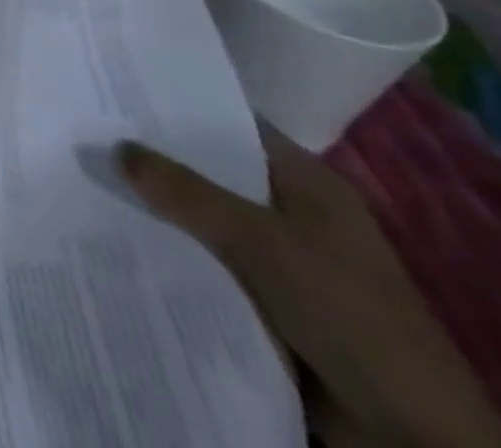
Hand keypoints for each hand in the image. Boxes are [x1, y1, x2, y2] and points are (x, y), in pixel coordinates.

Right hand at [118, 132, 500, 447]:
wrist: (412, 437)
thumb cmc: (345, 311)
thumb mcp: (259, 240)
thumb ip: (185, 191)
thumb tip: (115, 146)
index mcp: (306, 182)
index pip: (230, 124)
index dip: (177, 105)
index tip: (115, 87)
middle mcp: (293, 212)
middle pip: (212, 173)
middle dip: (156, 158)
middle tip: (88, 131)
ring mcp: (283, 262)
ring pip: (205, 222)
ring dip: (160, 211)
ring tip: (89, 180)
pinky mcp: (270, 306)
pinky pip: (210, 266)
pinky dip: (174, 255)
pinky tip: (122, 240)